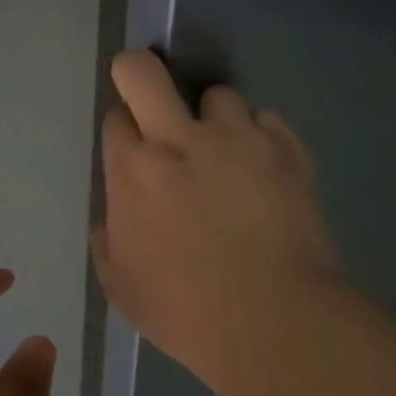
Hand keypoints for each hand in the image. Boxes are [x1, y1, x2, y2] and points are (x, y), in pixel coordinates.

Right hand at [92, 50, 344, 395]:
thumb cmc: (185, 312)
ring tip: (226, 151)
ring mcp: (238, 139)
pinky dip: (261, 139)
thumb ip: (108, 239)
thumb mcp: (120, 286)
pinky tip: (264, 170)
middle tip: (150, 97)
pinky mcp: (287, 150)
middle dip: (138, 71)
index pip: (116, 117)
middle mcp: (180, 139)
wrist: (275, 324)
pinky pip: (267, 122)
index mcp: (133, 171)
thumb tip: (116, 216)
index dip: (123, 130)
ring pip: (219, 95)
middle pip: (144, 71)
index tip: (132, 149)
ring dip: (215, 118)